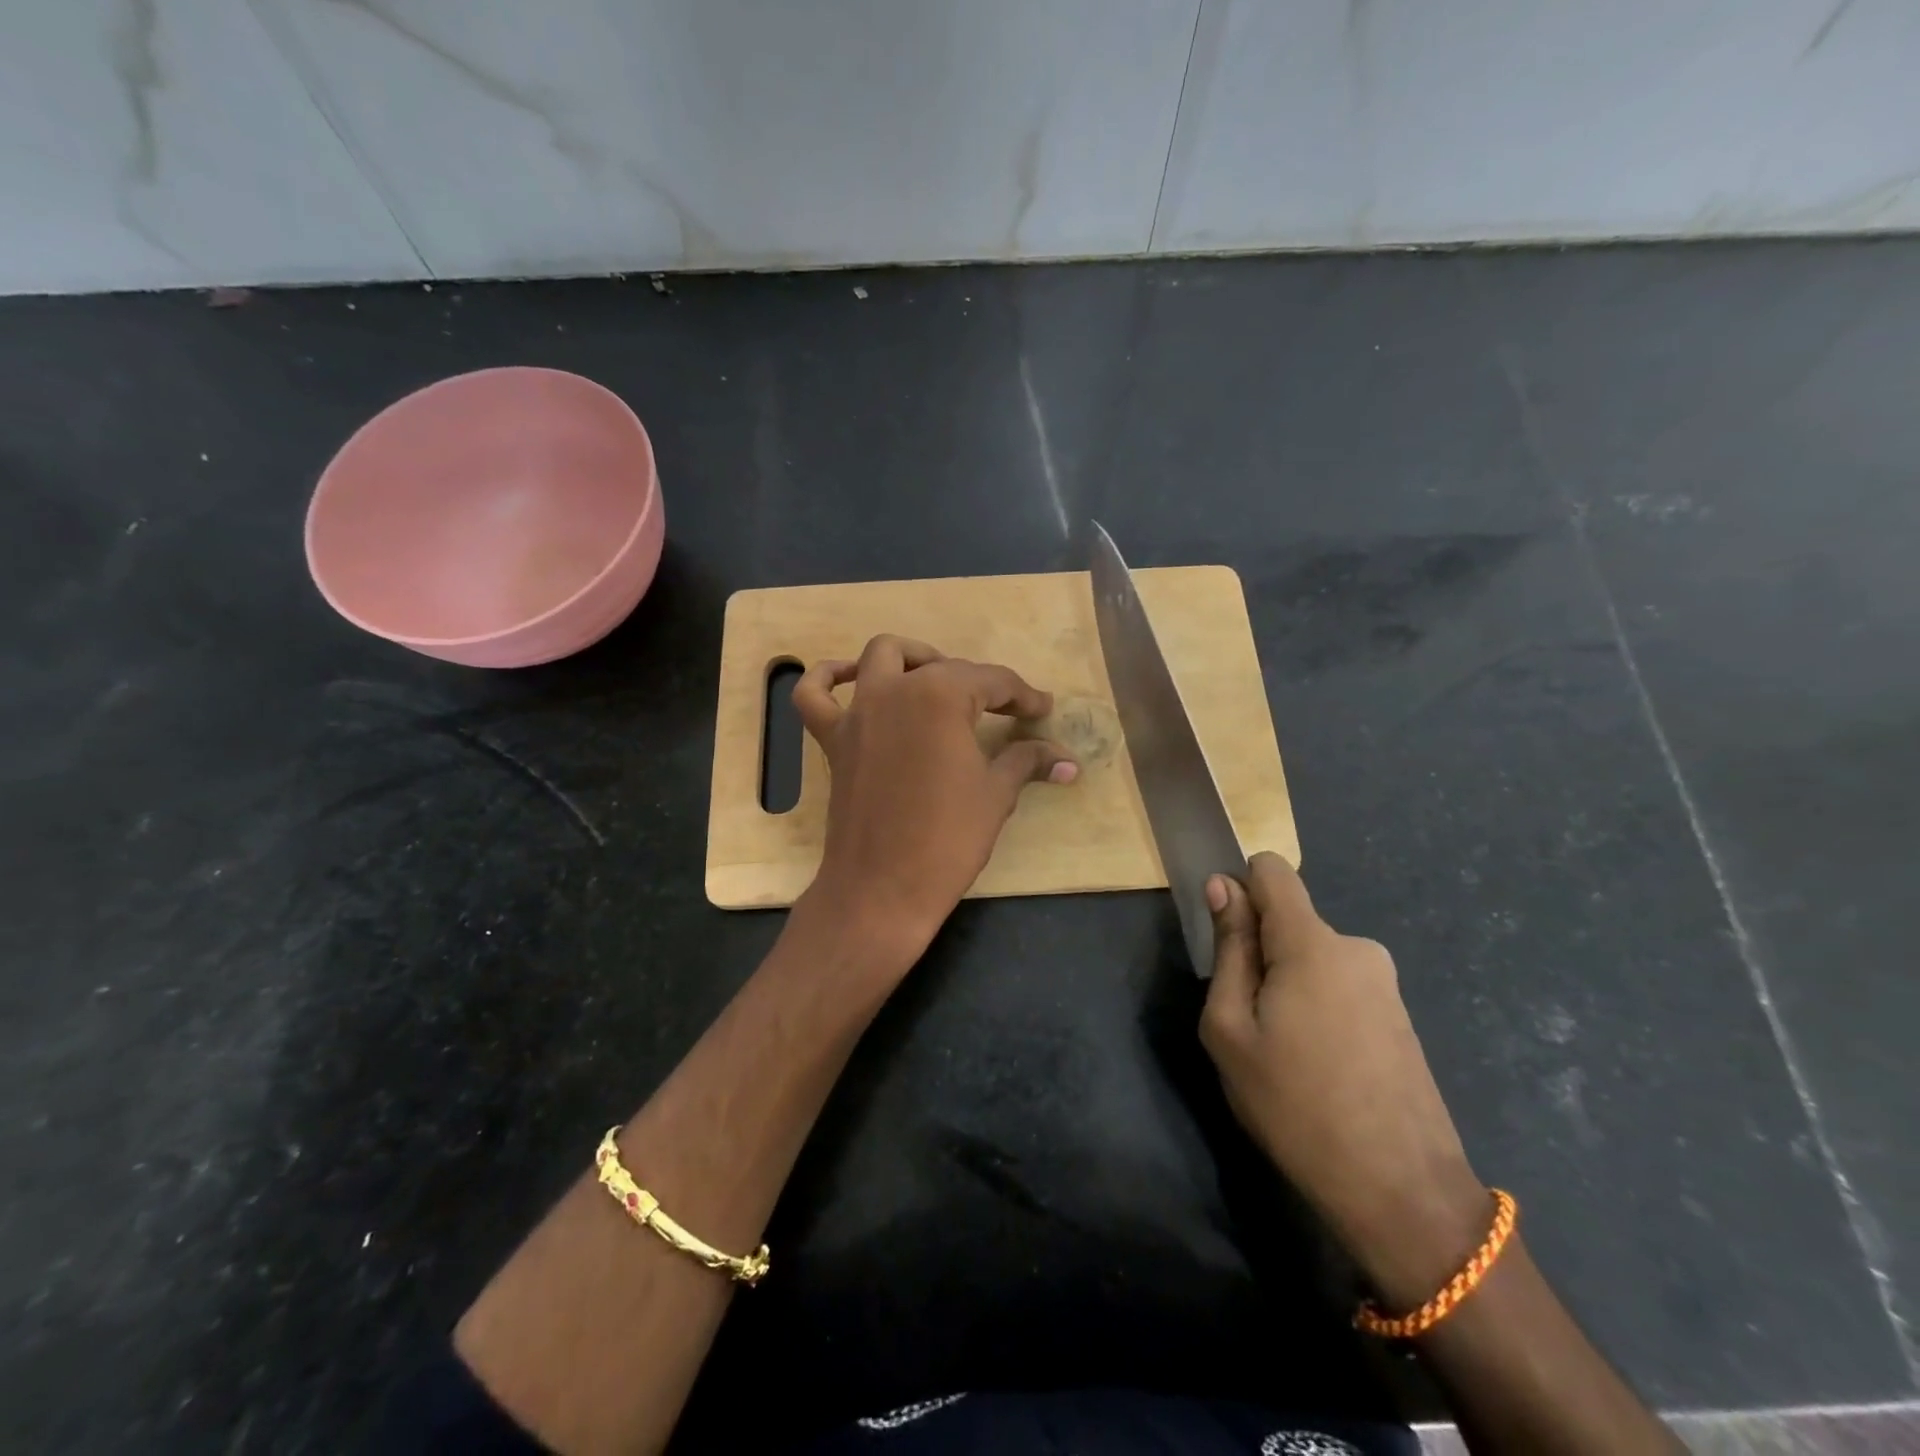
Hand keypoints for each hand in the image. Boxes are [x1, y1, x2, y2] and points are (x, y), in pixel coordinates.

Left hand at [792, 635, 1075, 964]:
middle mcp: (895, 689)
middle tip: (1006, 711)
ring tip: (937, 680)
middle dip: (981, 684)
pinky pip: (815, 694)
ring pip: (882, 657)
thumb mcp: (996, 795)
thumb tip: (1067, 761)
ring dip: (913, 658)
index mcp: (941, 696)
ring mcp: (858, 712)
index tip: (1042, 709)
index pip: (993, 681)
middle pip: (944, 668)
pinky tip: (853, 680)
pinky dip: (829, 678)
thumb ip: (1027, 761)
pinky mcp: (833, 739)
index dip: (1023, 696)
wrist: (882, 889)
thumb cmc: (948, 839)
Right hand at [1200, 853, 1491, 1309]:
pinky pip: (1339, 985)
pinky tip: (1318, 1066)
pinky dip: (1316, 1007)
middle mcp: (1356, 947)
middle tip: (1249, 1021)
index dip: (1240, 888)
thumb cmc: (1296, 1106)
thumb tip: (1223, 886)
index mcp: (1312, 942)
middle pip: (1288, 921)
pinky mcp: (1399, 1015)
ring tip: (1284, 1052)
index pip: (1271, 870)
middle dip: (1260, 952)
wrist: (1402, 1193)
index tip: (1225, 938)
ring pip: (1312, 958)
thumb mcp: (1232, 1029)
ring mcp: (1384, 983)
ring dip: (1287, 985)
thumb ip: (1229, 949)